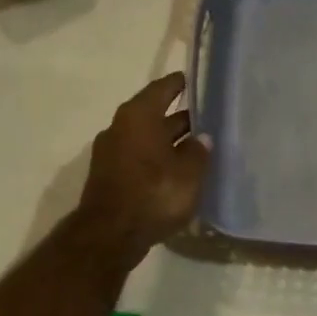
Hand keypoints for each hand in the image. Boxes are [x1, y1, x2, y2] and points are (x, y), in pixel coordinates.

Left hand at [77, 74, 211, 266]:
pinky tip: (177, 170)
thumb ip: (198, 152)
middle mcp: (120, 127)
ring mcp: (111, 153)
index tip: (195, 80)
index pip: (162, 89)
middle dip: (179, 117)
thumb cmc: (153, 194)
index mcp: (138, 116)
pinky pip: (139, 158)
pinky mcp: (110, 176)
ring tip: (197, 147)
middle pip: (153, 114)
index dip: (179, 84)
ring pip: (147, 138)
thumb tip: (201, 138)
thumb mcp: (188, 173)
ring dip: (169, 141)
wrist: (109, 235)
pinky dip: (157, 159)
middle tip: (207, 118)